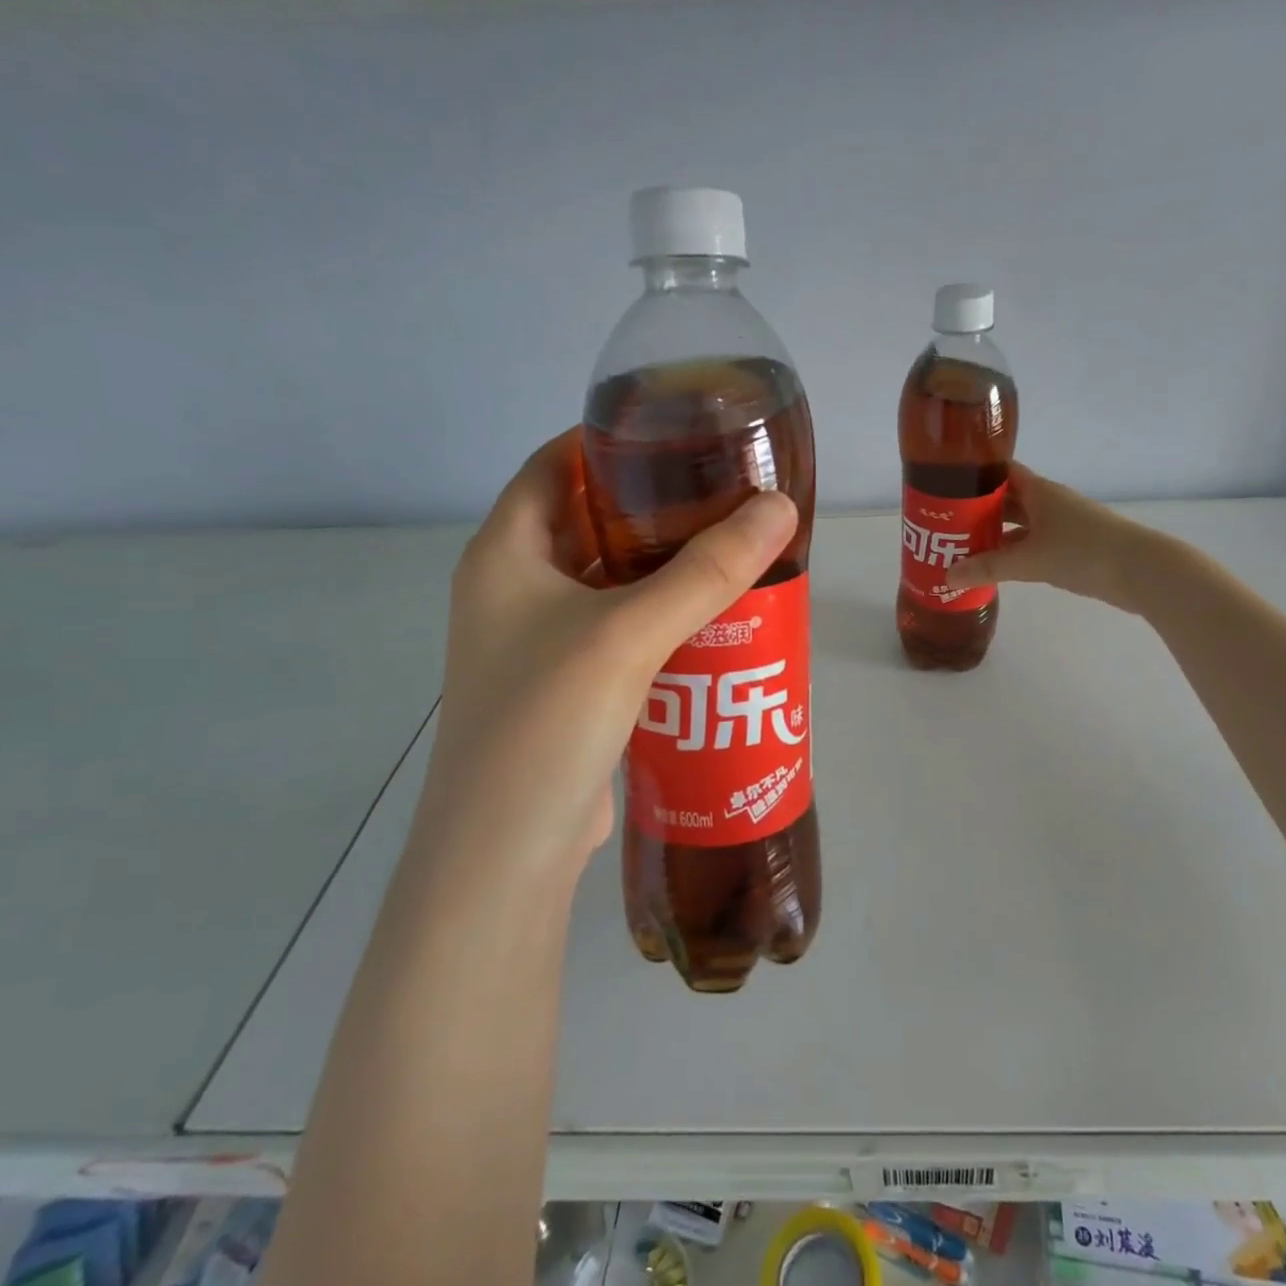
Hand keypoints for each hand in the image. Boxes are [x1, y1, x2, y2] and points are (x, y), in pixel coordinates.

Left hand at [420, 428, 797, 877]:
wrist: (508, 852)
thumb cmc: (545, 723)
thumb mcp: (626, 635)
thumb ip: (705, 572)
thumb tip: (780, 509)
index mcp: (504, 555)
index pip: (553, 466)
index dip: (610, 441)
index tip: (680, 432)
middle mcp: (514, 590)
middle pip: (588, 522)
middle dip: (653, 505)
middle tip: (723, 491)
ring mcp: (538, 642)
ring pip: (609, 580)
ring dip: (663, 565)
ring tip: (732, 546)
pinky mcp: (569, 685)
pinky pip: (620, 629)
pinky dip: (662, 615)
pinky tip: (715, 617)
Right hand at [948, 462, 1146, 606]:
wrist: (1141, 571)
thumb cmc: (1082, 552)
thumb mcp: (1029, 561)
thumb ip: (987, 568)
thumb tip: (947, 577)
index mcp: (1039, 490)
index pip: (1000, 471)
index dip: (974, 475)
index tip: (945, 485)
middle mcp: (1049, 502)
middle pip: (1007, 499)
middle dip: (978, 510)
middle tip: (944, 523)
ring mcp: (1062, 524)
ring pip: (1020, 523)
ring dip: (995, 534)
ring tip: (962, 546)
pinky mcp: (1071, 547)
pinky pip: (1033, 543)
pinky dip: (1014, 551)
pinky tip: (997, 566)